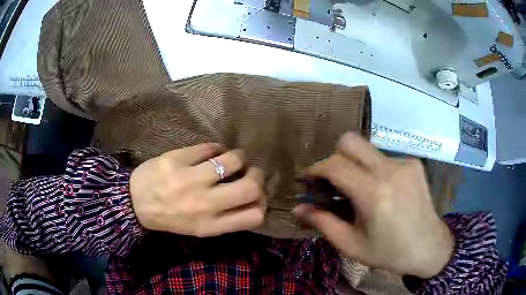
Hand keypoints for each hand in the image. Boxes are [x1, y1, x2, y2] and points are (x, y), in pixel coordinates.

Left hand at [130, 144, 266, 236]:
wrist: (134, 203)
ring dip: (238, 157)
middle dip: (257, 175)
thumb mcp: (200, 228)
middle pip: (251, 187)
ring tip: (229, 158)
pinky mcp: (177, 159)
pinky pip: (210, 147)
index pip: (255, 216)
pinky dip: (216, 148)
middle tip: (250, 171)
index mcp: (211, 225)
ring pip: (233, 160)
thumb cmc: (170, 218)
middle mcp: (204, 204)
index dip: (262, 202)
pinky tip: (210, 152)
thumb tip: (253, 198)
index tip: (257, 194)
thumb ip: (227, 218)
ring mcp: (190, 180)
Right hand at [294, 133, 453, 278]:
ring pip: (368, 149)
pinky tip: (384, 190)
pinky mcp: (414, 163)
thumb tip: (296, 209)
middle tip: (335, 180)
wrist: (428, 247)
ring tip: (361, 190)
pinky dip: (375, 169)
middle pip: (351, 141)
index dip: (316, 169)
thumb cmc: (388, 252)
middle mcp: (389, 170)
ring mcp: (404, 163)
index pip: (335, 165)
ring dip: (356, 165)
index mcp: (373, 194)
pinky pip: (385, 157)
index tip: (310, 180)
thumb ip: (323, 223)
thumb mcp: (351, 244)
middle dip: (335, 156)